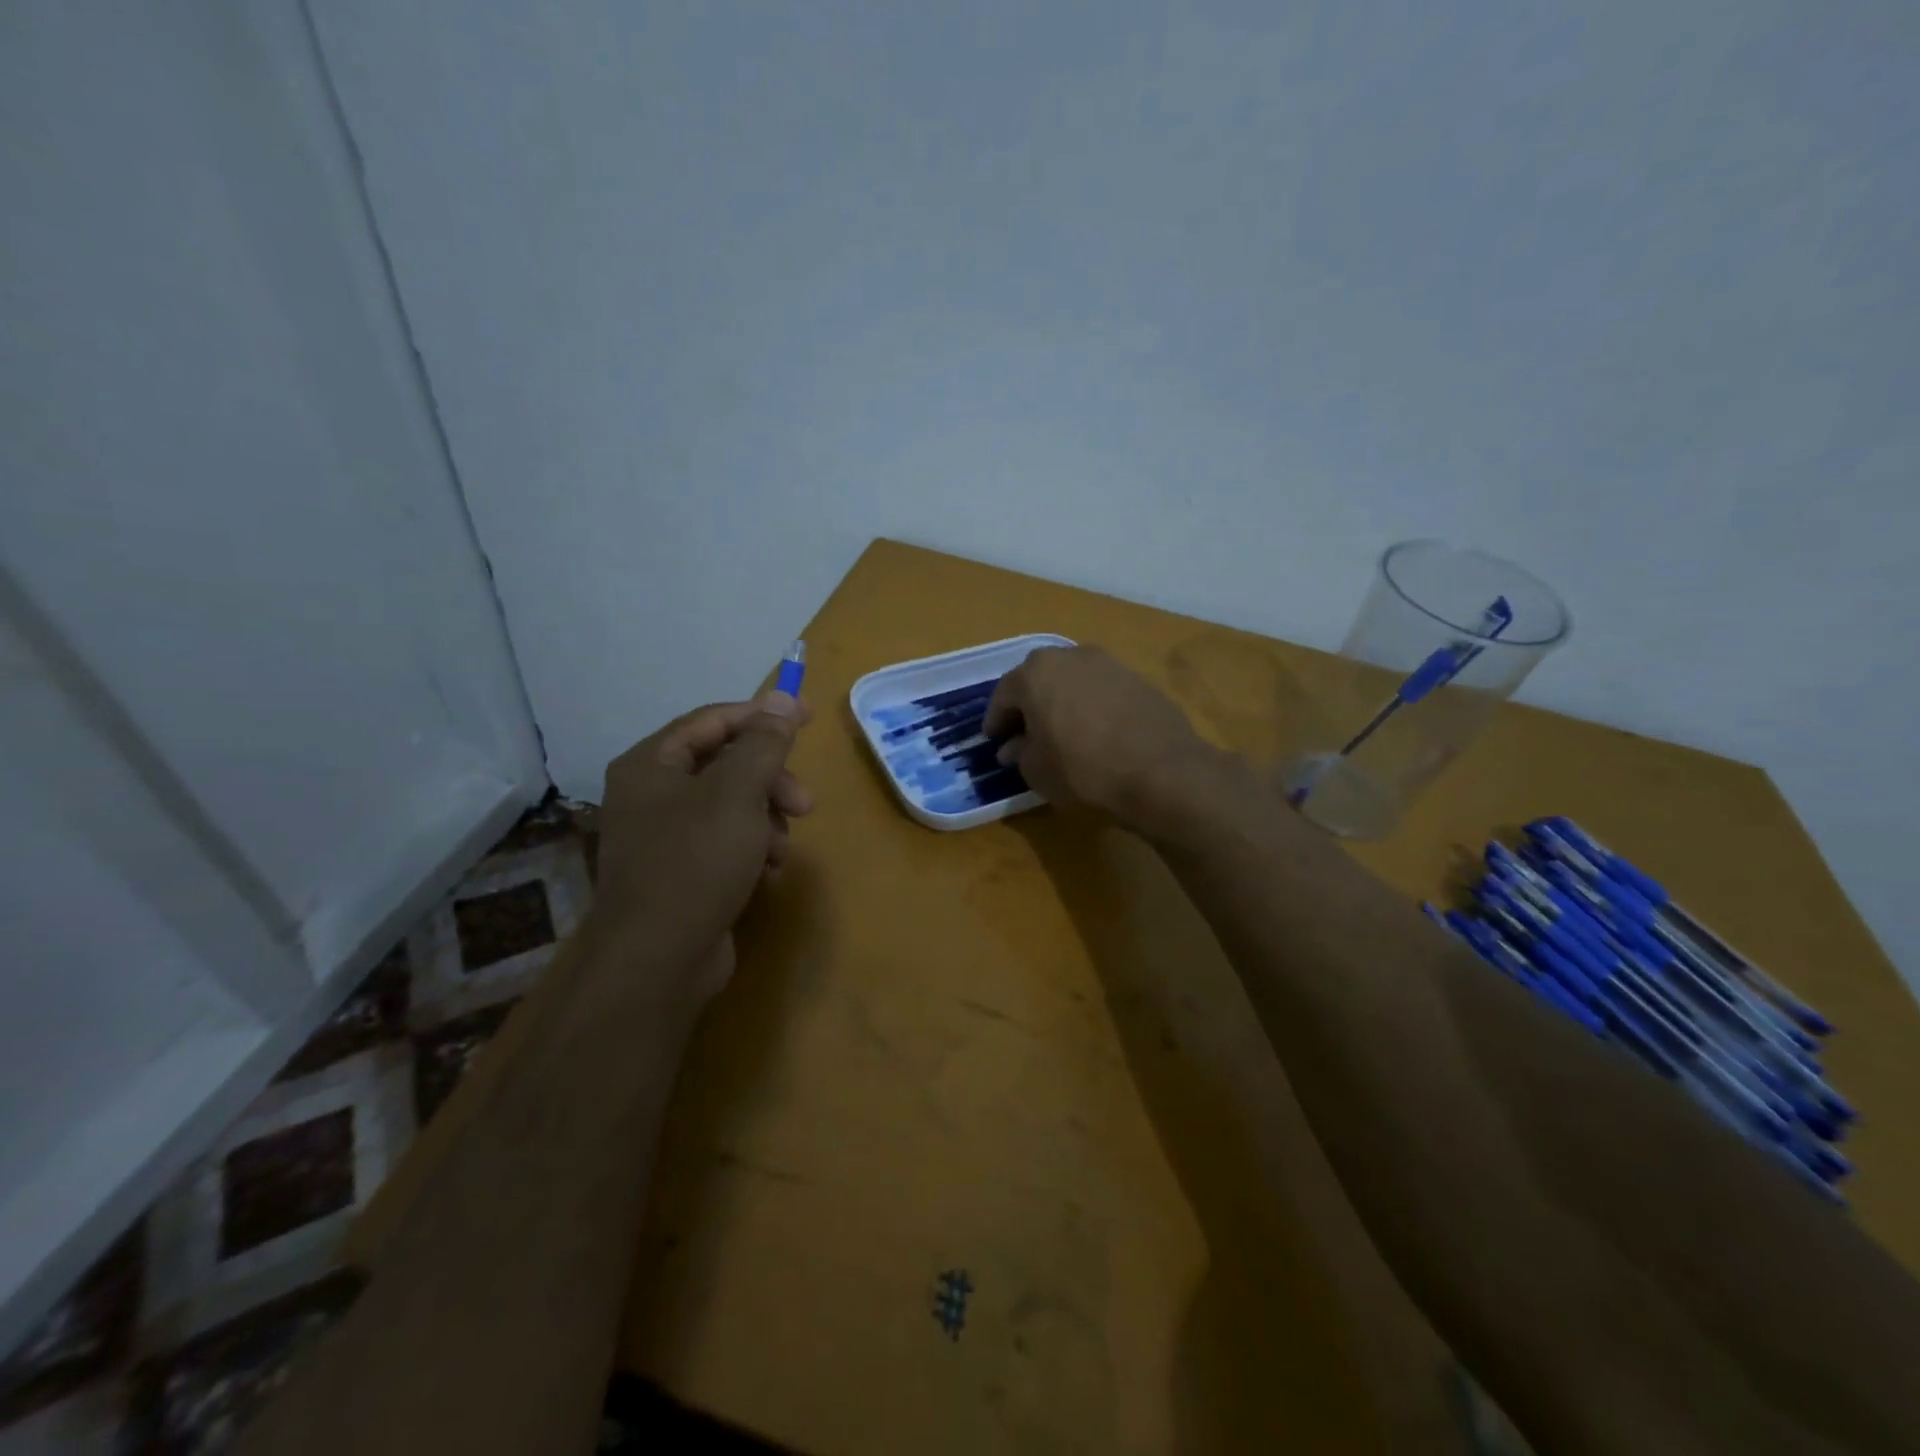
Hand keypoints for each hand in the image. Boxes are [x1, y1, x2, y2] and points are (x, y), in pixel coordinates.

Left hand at [591, 692, 813, 1013]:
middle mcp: (650, 795)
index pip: (713, 721)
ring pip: (731, 807)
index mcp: (651, 765)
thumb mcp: (738, 793)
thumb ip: (764, 744)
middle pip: (725, 765)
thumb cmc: (696, 861)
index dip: (763, 716)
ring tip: (782, 849)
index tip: (809, 718)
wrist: (658, 960)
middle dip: (770, 782)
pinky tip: (769, 873)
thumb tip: (784, 699)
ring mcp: (663, 837)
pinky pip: (725, 843)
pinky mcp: (680, 873)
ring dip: (767, 820)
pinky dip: (753, 850)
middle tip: (805, 803)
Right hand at [983, 647, 1207, 824]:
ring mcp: (1108, 664)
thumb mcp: (1036, 770)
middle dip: (1028, 706)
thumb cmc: (1083, 768)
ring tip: (1060, 733)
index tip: (993, 740)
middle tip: (1022, 734)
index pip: (1004, 695)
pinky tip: (1093, 733)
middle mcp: (1070, 656)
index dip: (996, 720)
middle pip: (1039, 681)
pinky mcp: (1138, 679)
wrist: (1161, 771)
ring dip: (1061, 703)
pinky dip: (1090, 707)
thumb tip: (1014, 748)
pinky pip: (1100, 691)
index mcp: (1035, 673)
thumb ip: (1019, 753)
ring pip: (1072, 682)